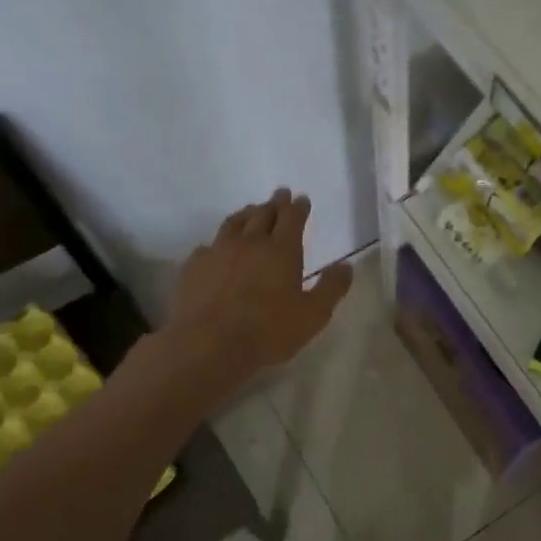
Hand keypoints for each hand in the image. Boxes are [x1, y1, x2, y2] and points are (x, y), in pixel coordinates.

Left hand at [167, 189, 352, 393]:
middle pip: (263, 213)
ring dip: (246, 214)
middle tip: (280, 195)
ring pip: (234, 223)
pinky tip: (217, 248)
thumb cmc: (268, 331)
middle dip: (275, 203)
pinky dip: (218, 242)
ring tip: (251, 211)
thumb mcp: (313, 315)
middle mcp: (250, 242)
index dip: (298, 206)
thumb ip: (332, 288)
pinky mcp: (194, 266)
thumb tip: (346, 266)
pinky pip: (208, 245)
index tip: (301, 199)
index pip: (292, 217)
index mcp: (282, 250)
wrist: (209, 344)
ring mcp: (218, 251)